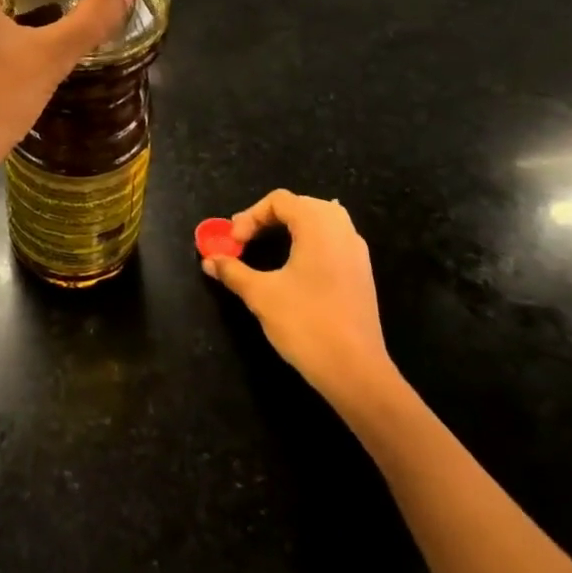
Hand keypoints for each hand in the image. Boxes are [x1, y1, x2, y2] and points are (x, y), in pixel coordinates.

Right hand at [203, 190, 400, 405]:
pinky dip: (309, 243)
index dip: (250, 216)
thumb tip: (209, 260)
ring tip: (268, 248)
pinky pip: (333, 241)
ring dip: (291, 228)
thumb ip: (233, 271)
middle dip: (269, 218)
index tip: (233, 243)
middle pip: (301, 205)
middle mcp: (342, 229)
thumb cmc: (306, 323)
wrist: (356, 371)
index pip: (279, 201)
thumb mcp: (261, 295)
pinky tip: (296, 267)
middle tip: (245, 241)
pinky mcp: (362, 273)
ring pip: (321, 221)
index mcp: (318, 225)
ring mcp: (356, 251)